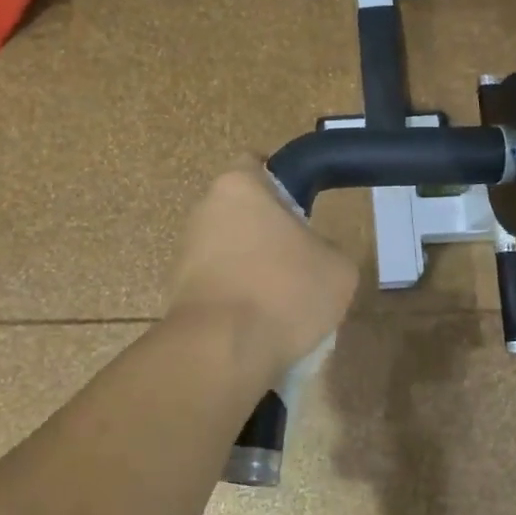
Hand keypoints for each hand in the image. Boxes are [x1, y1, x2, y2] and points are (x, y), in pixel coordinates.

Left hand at [168, 158, 358, 375]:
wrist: (222, 351)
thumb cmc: (285, 292)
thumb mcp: (339, 268)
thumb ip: (327, 249)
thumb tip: (313, 259)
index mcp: (238, 187)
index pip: (257, 164)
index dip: (282, 183)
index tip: (302, 212)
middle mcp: (204, 210)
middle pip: (244, 213)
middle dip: (269, 234)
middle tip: (301, 263)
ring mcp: (185, 252)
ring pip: (230, 252)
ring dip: (253, 269)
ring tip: (283, 305)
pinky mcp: (176, 291)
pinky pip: (218, 286)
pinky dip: (236, 299)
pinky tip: (258, 326)